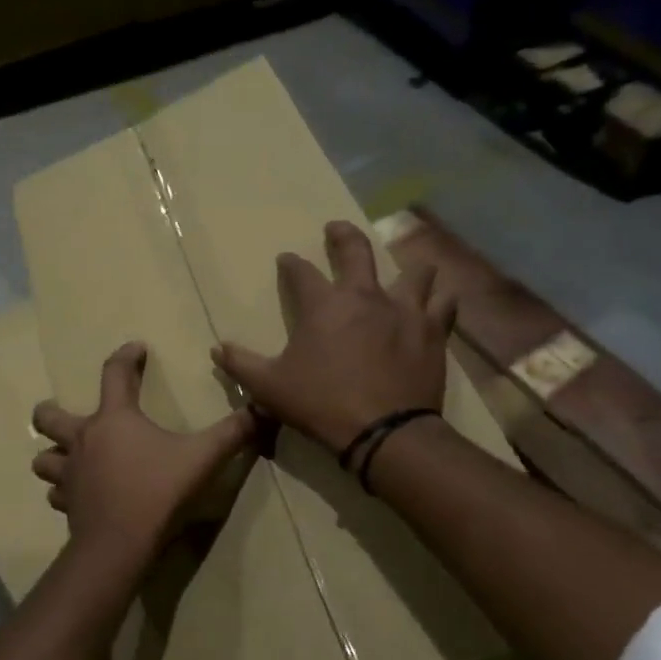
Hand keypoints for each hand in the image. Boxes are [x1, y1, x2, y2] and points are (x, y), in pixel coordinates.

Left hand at [32, 343, 256, 562]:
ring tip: (67, 457)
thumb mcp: (203, 458)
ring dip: (53, 455)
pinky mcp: (67, 504)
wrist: (120, 543)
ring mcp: (70, 474)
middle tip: (64, 413)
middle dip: (51, 411)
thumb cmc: (159, 491)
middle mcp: (84, 439)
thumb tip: (263, 409)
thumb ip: (233, 433)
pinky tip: (76, 494)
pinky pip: (56, 493)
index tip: (136, 349)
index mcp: (114, 419)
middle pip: (48, 417)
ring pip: (44, 459)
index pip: (114, 373)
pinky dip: (63, 491)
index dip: (125, 356)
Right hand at [212, 220, 455, 451]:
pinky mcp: (433, 331)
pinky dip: (440, 300)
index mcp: (323, 305)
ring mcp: (404, 310)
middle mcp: (365, 296)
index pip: (301, 272)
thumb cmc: (321, 404)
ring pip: (413, 271)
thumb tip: (217, 350)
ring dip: (406, 266)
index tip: (286, 259)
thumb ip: (241, 365)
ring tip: (403, 269)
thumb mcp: (269, 388)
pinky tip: (438, 303)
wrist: (385, 431)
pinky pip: (443, 304)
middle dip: (342, 235)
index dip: (291, 264)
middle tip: (336, 228)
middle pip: (356, 250)